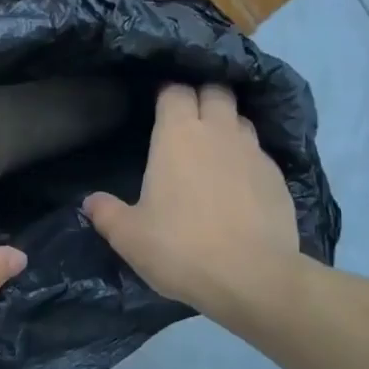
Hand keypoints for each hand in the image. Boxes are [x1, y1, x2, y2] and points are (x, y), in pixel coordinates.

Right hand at [82, 84, 301, 328]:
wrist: (253, 278)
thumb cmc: (181, 248)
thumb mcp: (128, 236)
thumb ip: (106, 213)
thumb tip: (90, 201)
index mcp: (178, 135)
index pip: (174, 91)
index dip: (166, 94)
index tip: (157, 106)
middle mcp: (218, 132)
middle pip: (215, 90)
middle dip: (201, 96)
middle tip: (187, 119)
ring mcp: (254, 152)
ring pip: (240, 118)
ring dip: (226, 124)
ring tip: (213, 148)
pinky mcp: (278, 177)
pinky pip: (259, 152)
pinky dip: (246, 158)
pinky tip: (238, 182)